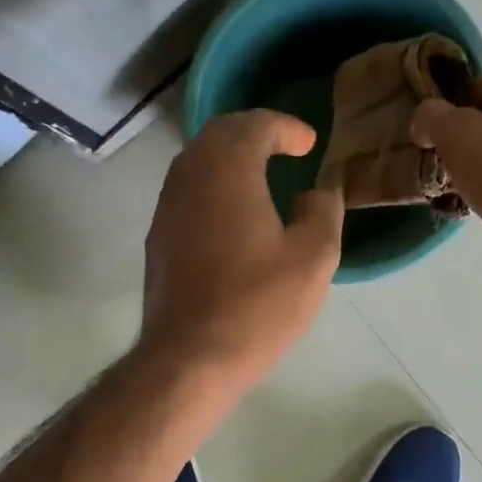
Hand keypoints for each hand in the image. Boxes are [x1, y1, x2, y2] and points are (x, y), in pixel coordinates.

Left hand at [141, 111, 343, 395]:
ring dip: (228, 159)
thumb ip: (323, 212)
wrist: (191, 357)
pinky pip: (186, 192)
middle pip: (218, 135)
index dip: (285, 127)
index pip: (254, 125)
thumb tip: (318, 191)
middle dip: (253, 133)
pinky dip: (212, 186)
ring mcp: (167, 208)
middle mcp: (189, 177)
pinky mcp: (158, 239)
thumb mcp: (313, 259)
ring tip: (260, 176)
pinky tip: (232, 214)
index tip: (309, 144)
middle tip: (283, 147)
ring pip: (196, 162)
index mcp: (229, 171)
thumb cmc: (258, 306)